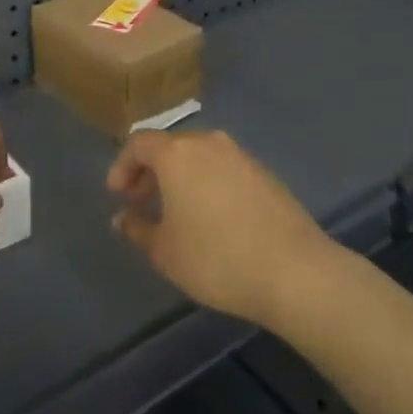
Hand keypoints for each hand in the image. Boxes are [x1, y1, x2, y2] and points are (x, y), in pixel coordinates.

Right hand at [107, 130, 338, 325]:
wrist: (294, 270)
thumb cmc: (216, 258)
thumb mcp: (165, 252)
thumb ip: (138, 229)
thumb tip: (122, 218)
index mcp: (178, 154)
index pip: (140, 143)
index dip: (123, 166)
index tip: (117, 195)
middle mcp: (209, 143)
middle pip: (170, 146)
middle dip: (151, 171)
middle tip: (141, 202)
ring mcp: (241, 156)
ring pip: (199, 156)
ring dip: (181, 177)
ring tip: (176, 212)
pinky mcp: (265, 173)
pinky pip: (224, 169)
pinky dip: (208, 183)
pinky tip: (212, 217)